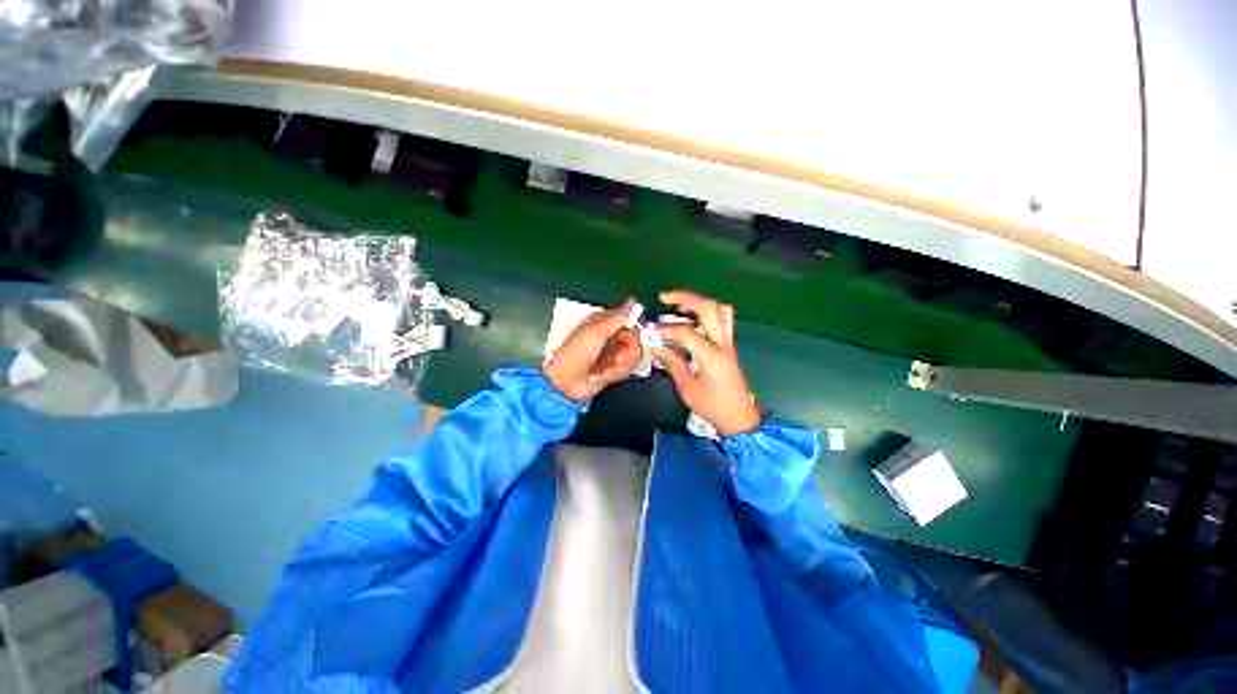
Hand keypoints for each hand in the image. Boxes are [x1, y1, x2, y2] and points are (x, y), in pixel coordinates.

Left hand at [543, 298, 642, 400]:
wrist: (566, 383)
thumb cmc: (576, 354)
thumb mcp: (595, 332)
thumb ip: (616, 317)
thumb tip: (632, 301)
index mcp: (603, 322)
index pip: (629, 320)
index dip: (633, 329)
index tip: (628, 338)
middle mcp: (610, 336)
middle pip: (634, 339)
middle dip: (628, 352)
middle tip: (618, 358)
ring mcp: (613, 352)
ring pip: (633, 354)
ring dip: (622, 365)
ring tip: (607, 370)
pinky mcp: (614, 367)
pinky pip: (628, 367)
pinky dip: (618, 373)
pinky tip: (605, 375)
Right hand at [654, 290, 761, 436]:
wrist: (739, 418)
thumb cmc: (712, 406)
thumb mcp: (687, 388)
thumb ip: (673, 363)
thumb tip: (657, 346)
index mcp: (711, 356)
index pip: (687, 332)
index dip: (667, 329)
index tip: (653, 331)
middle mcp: (722, 344)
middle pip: (709, 308)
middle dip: (686, 297)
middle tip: (664, 297)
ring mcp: (729, 343)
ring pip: (721, 310)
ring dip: (700, 303)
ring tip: (680, 306)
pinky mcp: (729, 346)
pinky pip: (722, 320)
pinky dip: (707, 313)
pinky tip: (691, 320)